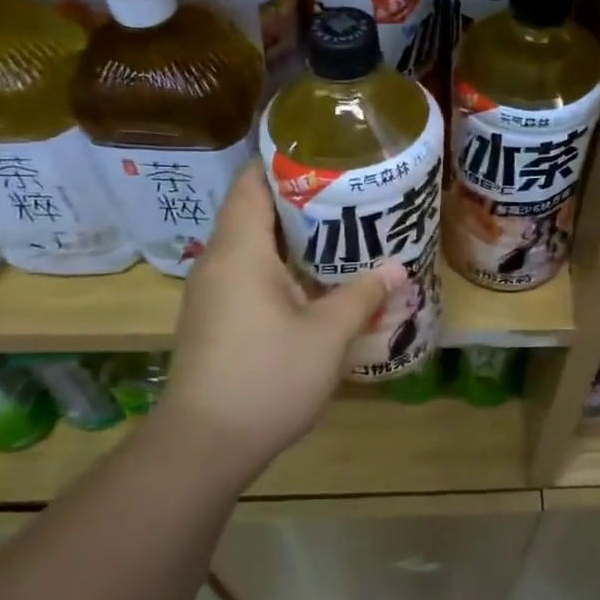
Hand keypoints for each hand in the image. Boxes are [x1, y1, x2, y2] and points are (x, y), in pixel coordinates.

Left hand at [150, 167, 403, 482]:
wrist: (203, 445)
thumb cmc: (266, 377)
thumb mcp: (326, 335)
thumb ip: (362, 295)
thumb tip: (396, 268)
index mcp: (239, 250)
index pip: (253, 182)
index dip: (285, 160)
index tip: (327, 154)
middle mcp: (218, 261)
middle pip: (254, 210)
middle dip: (301, 199)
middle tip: (350, 194)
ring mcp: (212, 292)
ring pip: (252, 245)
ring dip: (293, 237)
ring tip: (341, 232)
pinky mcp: (213, 318)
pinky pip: (248, 274)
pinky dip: (281, 266)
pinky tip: (315, 281)